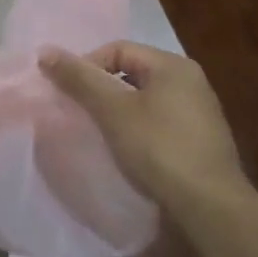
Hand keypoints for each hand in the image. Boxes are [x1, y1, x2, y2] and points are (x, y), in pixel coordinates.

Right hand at [39, 41, 248, 214]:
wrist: (211, 207)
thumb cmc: (159, 149)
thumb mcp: (113, 111)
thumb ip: (80, 79)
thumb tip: (45, 51)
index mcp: (173, 65)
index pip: (118, 49)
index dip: (87, 66)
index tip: (69, 93)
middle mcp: (191, 81)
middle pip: (132, 72)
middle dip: (102, 89)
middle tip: (80, 111)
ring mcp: (200, 112)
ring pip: (145, 99)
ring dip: (119, 111)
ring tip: (99, 132)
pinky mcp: (202, 141)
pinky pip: (160, 122)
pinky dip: (138, 129)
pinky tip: (128, 151)